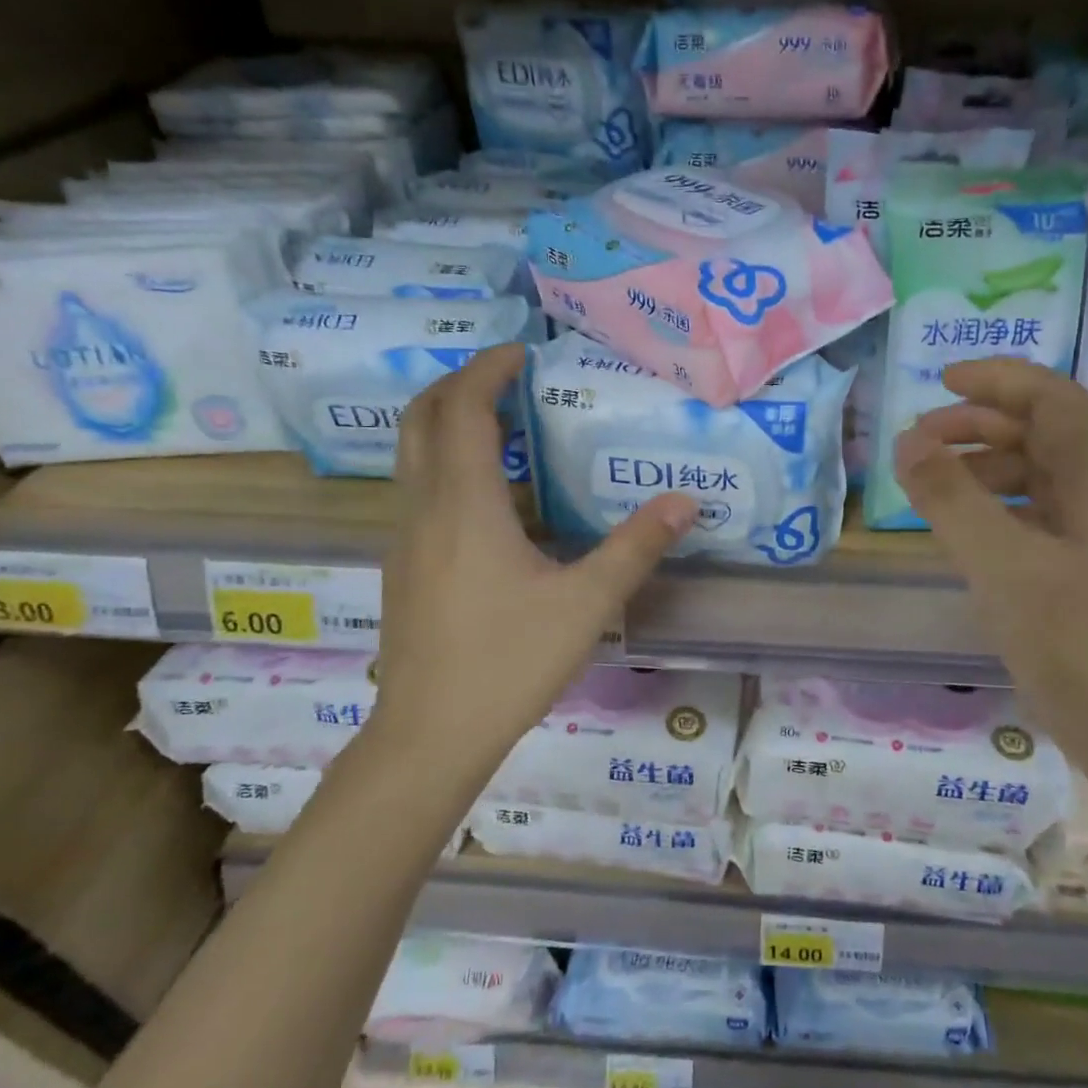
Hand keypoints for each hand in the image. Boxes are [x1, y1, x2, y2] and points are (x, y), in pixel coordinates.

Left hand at [372, 344, 694, 766]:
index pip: (463, 409)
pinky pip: (416, 488)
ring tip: (501, 422)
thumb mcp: (586, 603)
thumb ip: (636, 547)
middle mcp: (424, 509)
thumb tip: (684, 500)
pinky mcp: (403, 566)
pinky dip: (444, 461)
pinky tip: (486, 494)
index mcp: (465, 505)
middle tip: (505, 375)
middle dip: (457, 383)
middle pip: (420, 418)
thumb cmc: (509, 662)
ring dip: (447, 421)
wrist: (430, 735)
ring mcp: (404, 538)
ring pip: (410, 453)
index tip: (522, 352)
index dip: (488, 370)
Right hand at [894, 358, 1087, 780]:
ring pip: (1042, 477)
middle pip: (1046, 434)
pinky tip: (968, 533)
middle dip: (981, 425)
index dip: (998, 380)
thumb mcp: (1003, 567)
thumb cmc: (1078, 646)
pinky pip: (1041, 518)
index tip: (940, 382)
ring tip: (933, 485)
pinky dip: (999, 509)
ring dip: (987, 468)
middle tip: (920, 440)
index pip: (1053, 399)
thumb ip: (952, 499)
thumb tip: (908, 441)